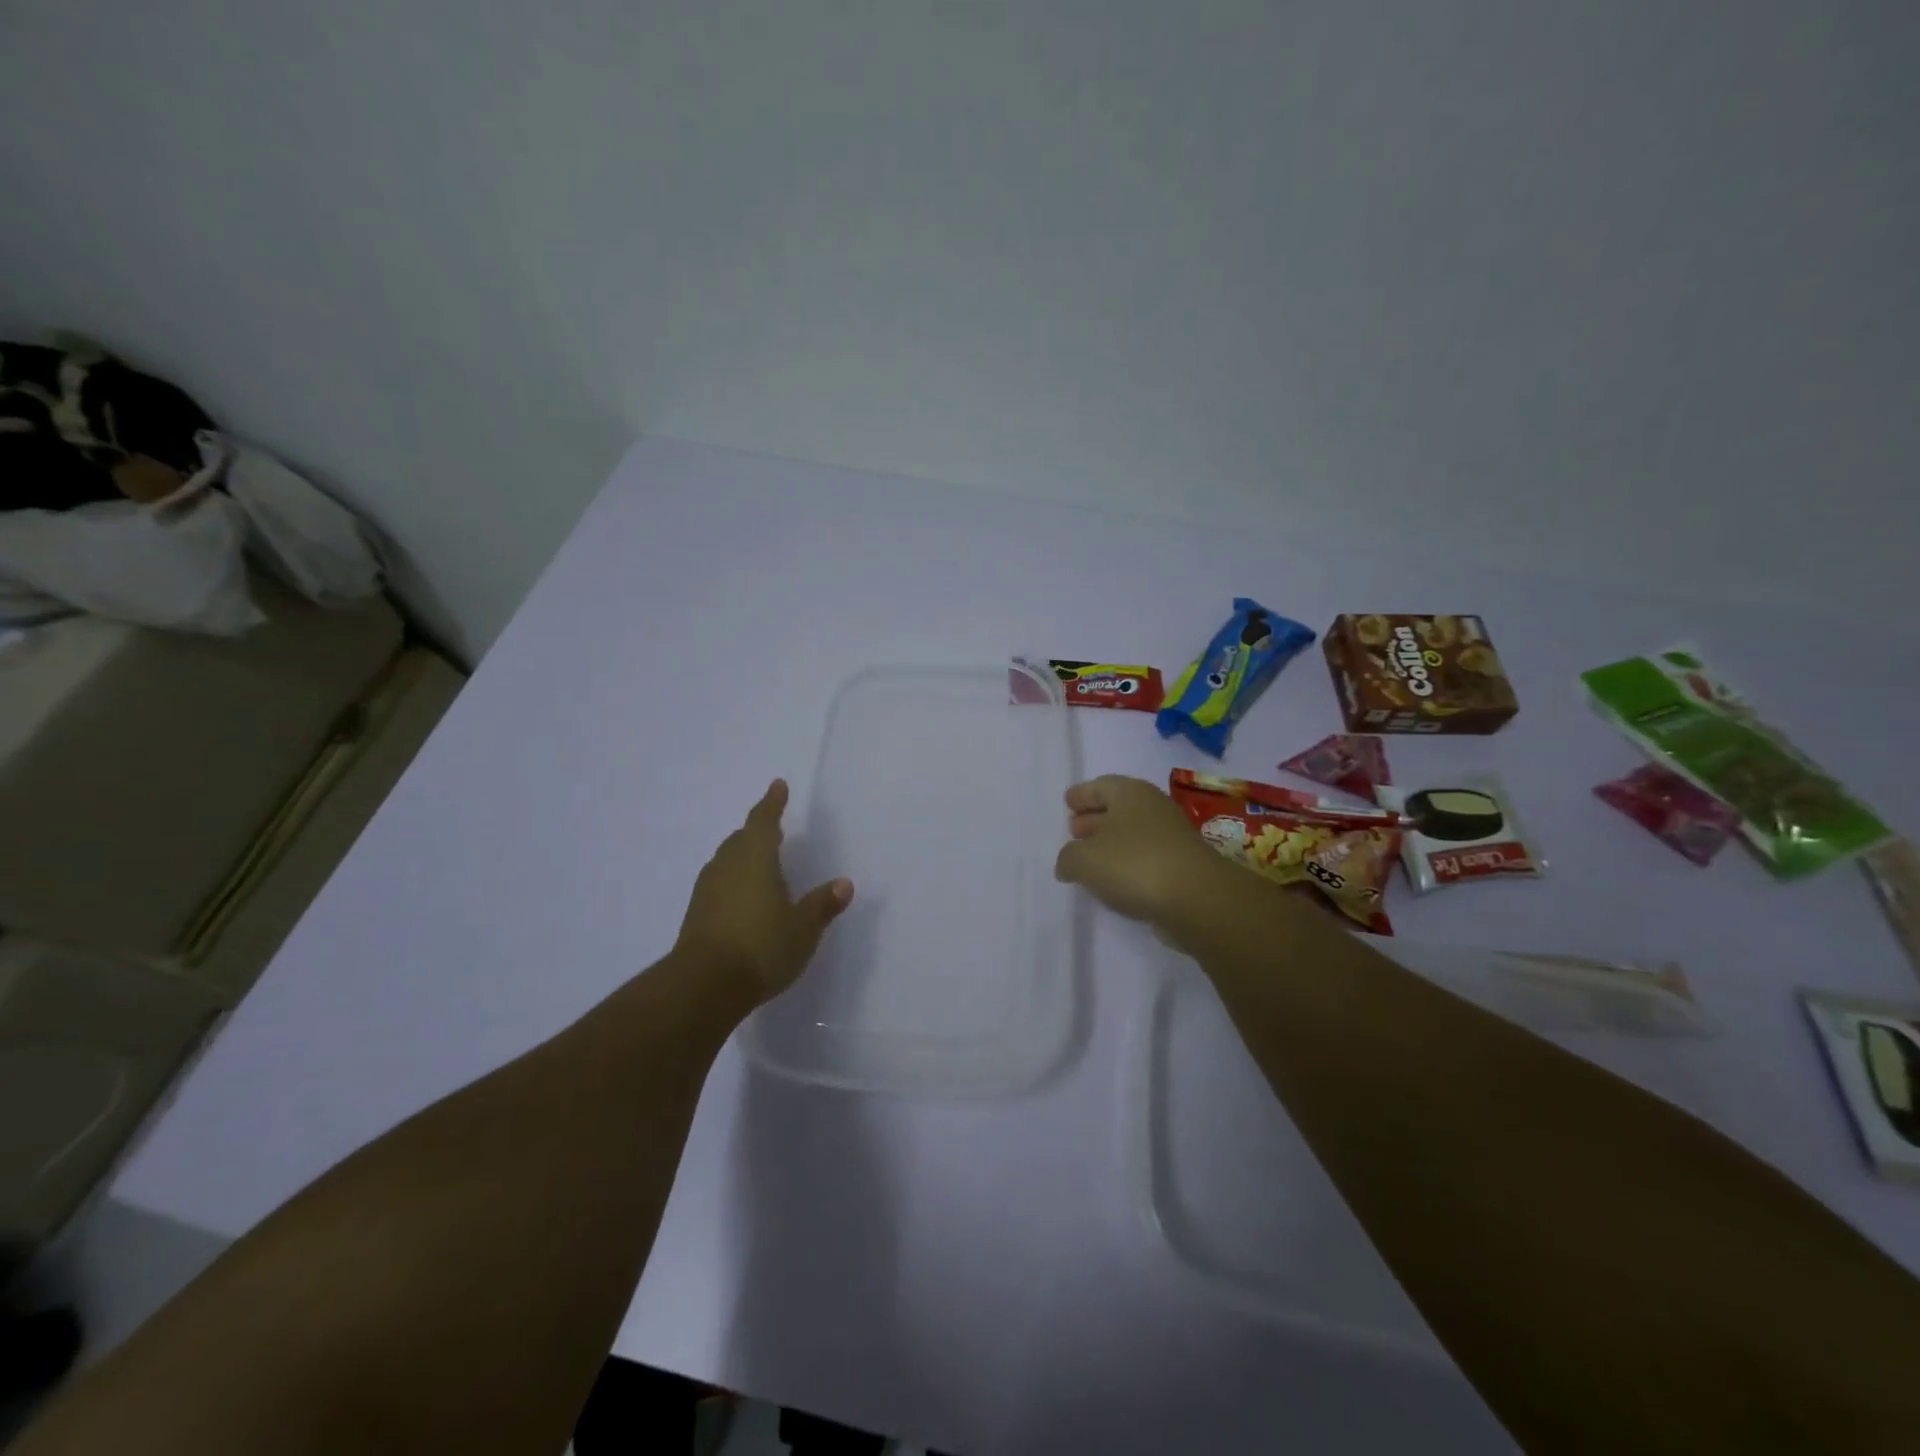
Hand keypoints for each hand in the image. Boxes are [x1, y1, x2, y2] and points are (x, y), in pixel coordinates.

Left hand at [674, 779, 852, 1006]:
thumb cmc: (761, 945)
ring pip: (728, 860)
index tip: (778, 785)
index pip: (764, 820)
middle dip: (758, 830)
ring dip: (744, 855)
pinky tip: (745, 897)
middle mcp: (728, 865)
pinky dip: (735, 881)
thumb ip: (822, 904)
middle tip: (774, 828)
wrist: (704, 986)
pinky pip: (720, 884)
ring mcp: (708, 890)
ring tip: (762, 861)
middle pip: (742, 838)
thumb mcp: (803, 927)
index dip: (772, 803)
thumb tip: (844, 884)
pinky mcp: (697, 914)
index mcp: (755, 857)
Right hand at [1054, 775, 1239, 933]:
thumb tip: (1068, 863)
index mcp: (1130, 792)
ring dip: (1110, 843)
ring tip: (1088, 859)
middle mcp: (1153, 807)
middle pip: (1117, 808)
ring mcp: (1171, 837)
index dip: (1081, 795)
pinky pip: (1145, 857)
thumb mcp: (1084, 860)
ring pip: (1132, 834)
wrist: (1197, 899)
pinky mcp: (1181, 865)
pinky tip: (1113, 881)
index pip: (1100, 785)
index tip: (1067, 803)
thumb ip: (1068, 858)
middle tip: (1074, 830)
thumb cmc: (1134, 864)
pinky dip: (1127, 864)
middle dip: (1094, 818)